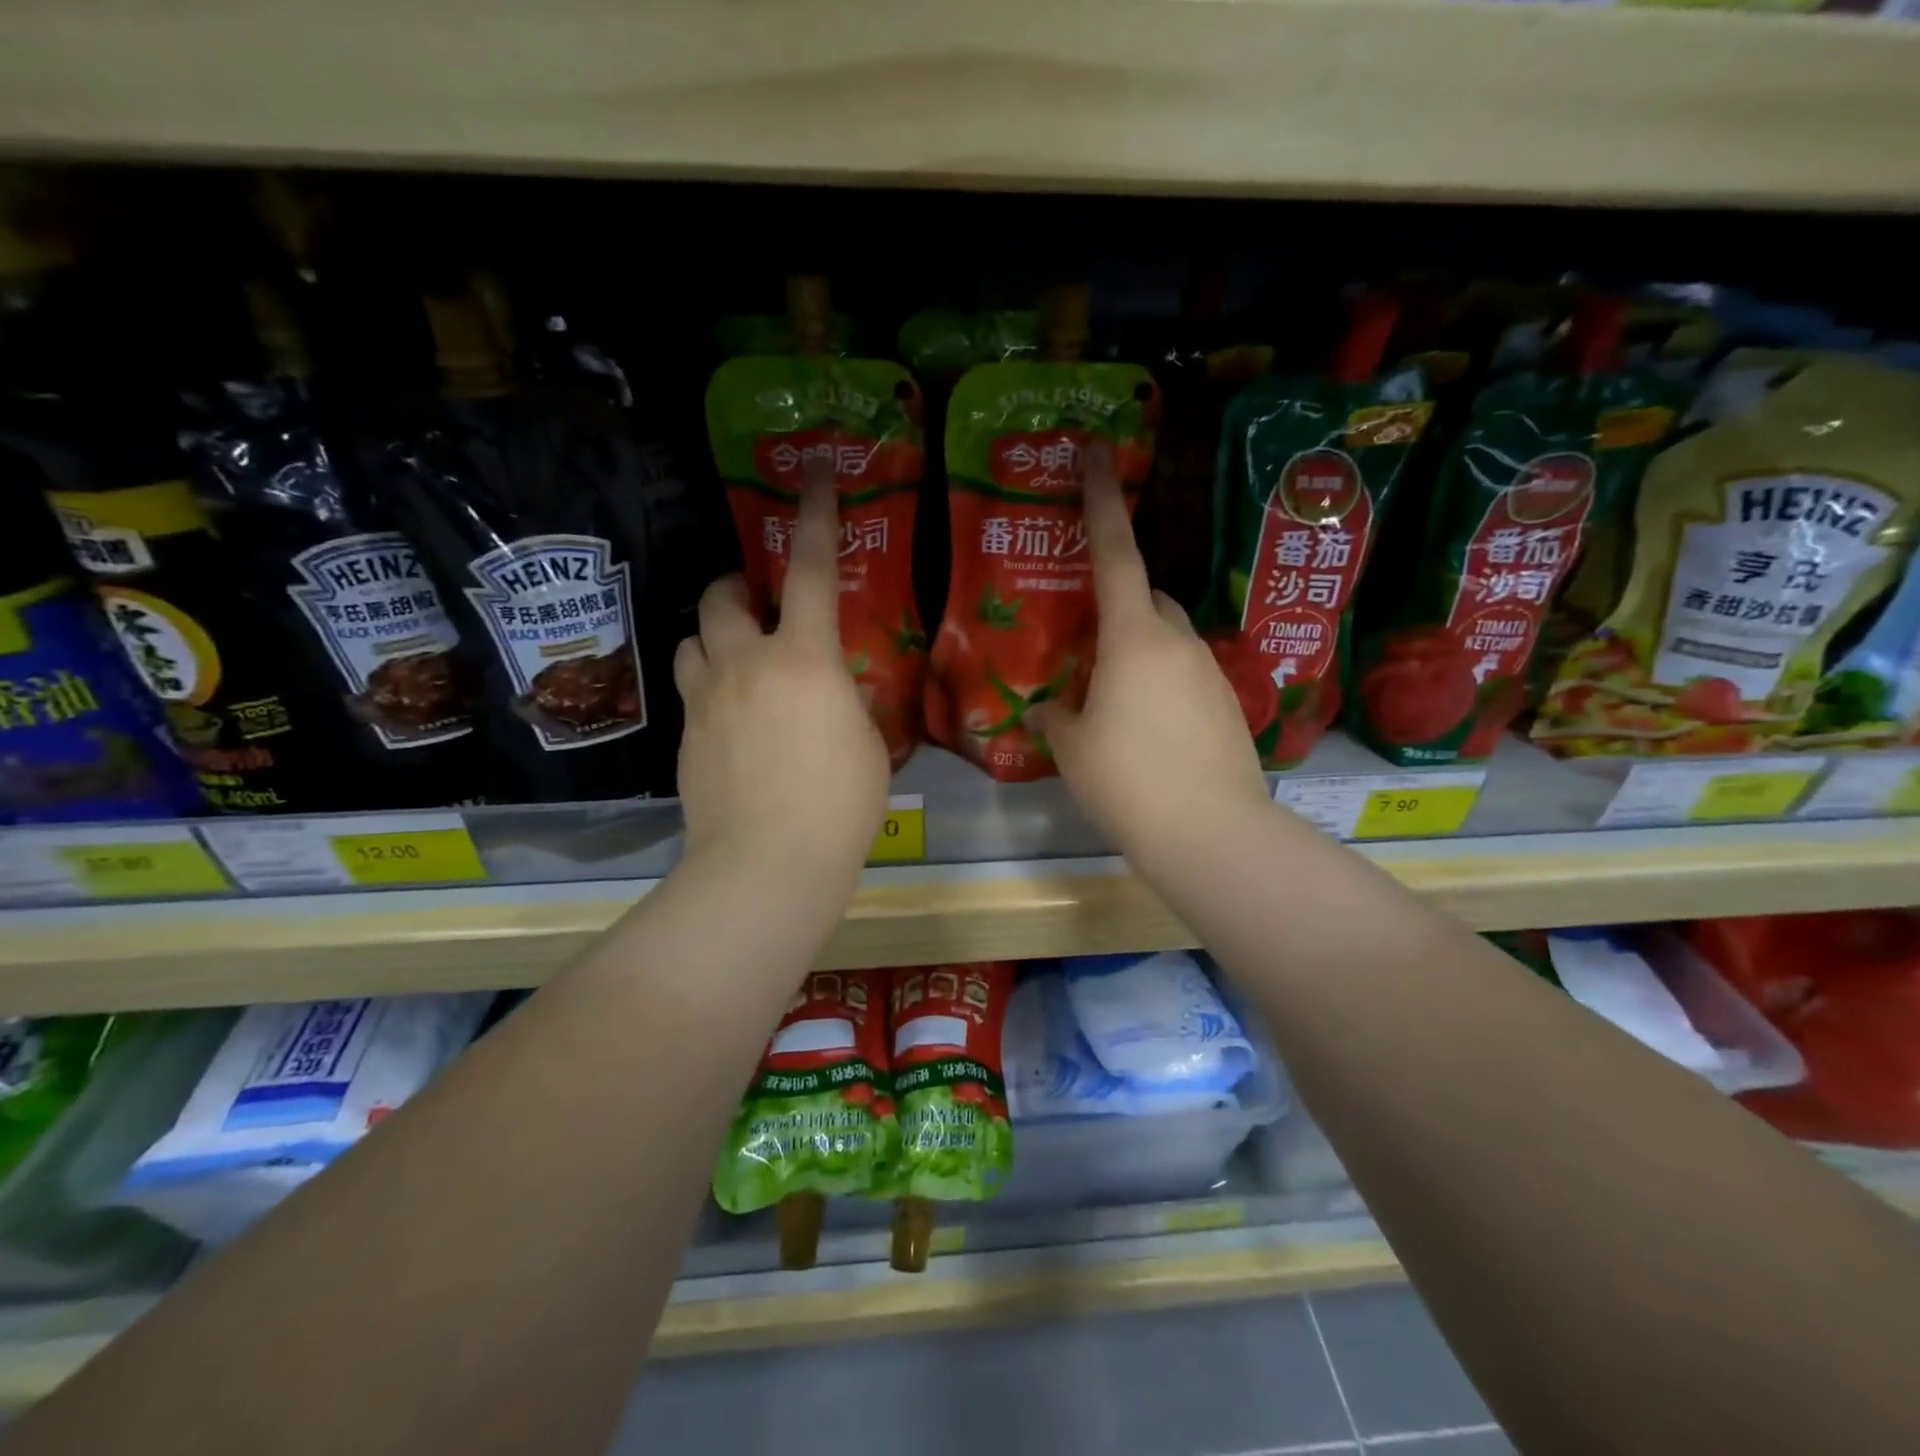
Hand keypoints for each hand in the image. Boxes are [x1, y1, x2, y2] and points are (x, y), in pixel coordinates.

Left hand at [673, 470, 888, 894]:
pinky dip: (711, 686)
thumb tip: (830, 691)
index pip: (811, 570)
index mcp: (804, 659)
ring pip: (692, 640)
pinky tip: (734, 721)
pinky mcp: (684, 737)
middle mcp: (745, 664)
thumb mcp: (866, 743)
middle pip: (722, 596)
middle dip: (737, 585)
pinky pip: (692, 689)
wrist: (765, 866)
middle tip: (757, 601)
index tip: (815, 474)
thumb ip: (845, 701)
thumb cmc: (838, 805)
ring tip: (738, 659)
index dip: (815, 516)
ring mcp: (705, 700)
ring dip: (714, 636)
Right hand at [1029, 446, 1270, 863]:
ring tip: (1114, 700)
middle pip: (1148, 598)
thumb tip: (1046, 709)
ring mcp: (1210, 673)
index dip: (1103, 501)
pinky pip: (1187, 677)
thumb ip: (1057, 719)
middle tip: (1089, 640)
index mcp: (1134, 638)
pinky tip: (1148, 731)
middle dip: (1120, 604)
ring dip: (1141, 652)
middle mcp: (1179, 642)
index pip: (1116, 554)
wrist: (1210, 833)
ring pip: (1169, 640)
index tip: (1097, 454)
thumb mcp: (1074, 749)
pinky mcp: (1228, 705)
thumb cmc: (1127, 780)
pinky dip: (1163, 686)